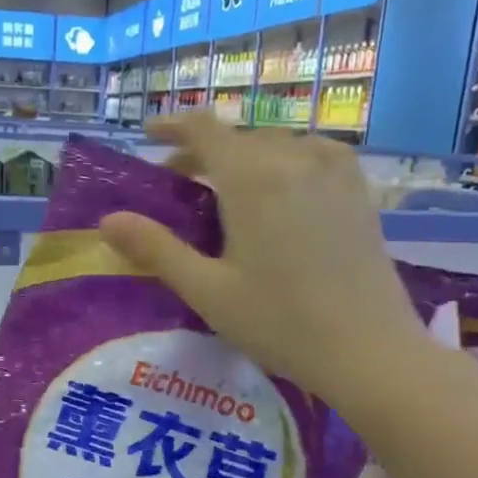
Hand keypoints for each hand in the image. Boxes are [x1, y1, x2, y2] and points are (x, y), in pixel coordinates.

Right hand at [99, 114, 426, 409]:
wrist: (369, 350)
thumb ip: (156, 249)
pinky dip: (284, 162)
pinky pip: (312, 155)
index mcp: (252, 177)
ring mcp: (334, 170)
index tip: (148, 137)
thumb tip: (108, 220)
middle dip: (203, 151)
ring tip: (226, 189)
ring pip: (275, 145)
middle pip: (238, 137)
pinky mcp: (358, 189)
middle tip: (178, 181)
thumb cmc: (280, 323)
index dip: (172, 127)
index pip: (204, 129)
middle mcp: (294, 158)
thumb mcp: (206, 290)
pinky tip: (280, 191)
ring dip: (243, 157)